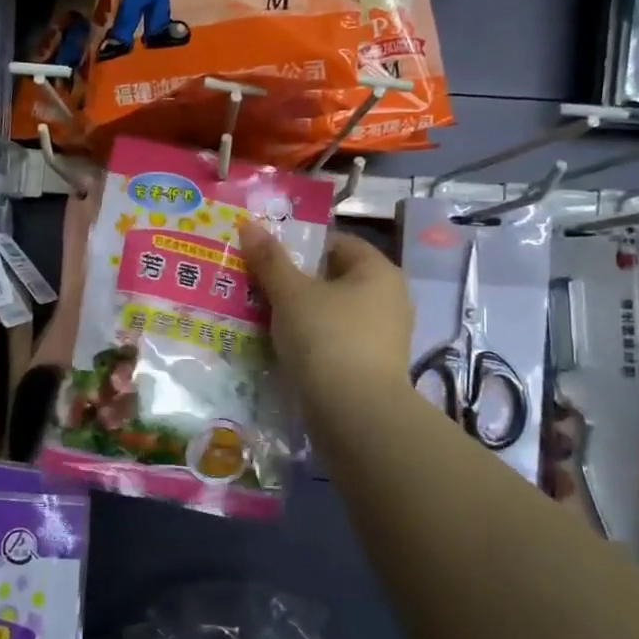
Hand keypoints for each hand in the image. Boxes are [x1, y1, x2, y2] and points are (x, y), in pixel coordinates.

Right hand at [239, 222, 412, 411]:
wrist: (355, 414)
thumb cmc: (326, 338)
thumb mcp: (291, 294)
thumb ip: (270, 260)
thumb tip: (248, 224)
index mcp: (378, 271)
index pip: (337, 243)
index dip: (300, 245)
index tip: (267, 258)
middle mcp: (390, 298)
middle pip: (334, 278)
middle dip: (296, 282)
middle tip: (258, 286)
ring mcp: (384, 336)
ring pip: (333, 312)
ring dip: (301, 314)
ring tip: (263, 318)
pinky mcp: (373, 367)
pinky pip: (336, 341)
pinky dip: (312, 341)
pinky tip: (285, 349)